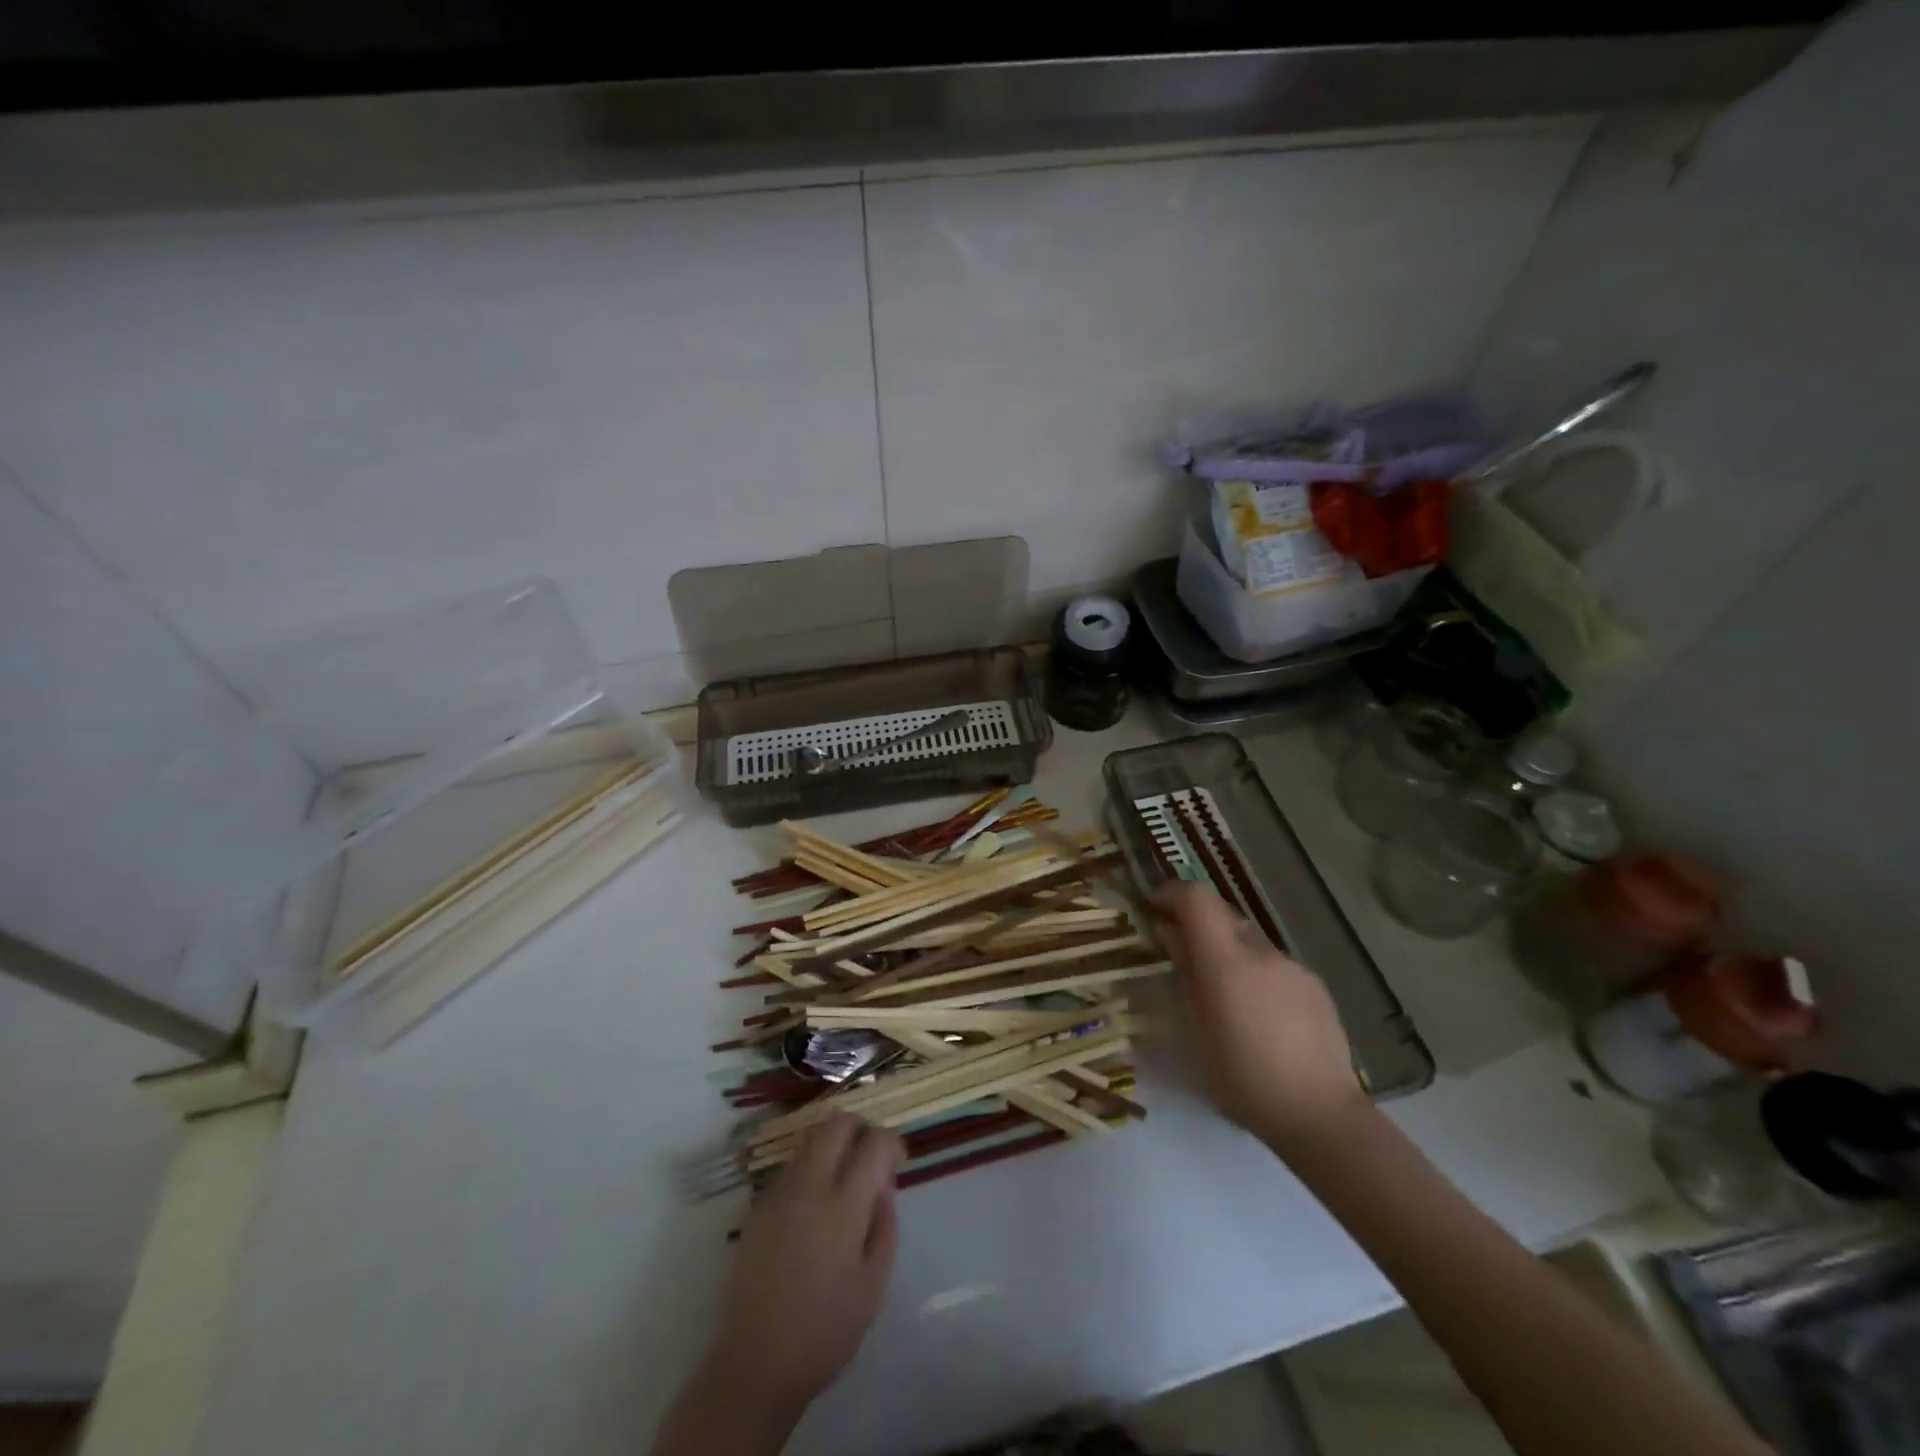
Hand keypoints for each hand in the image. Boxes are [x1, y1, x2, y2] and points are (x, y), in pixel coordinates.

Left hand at [706, 1114, 905, 1415]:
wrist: (755, 1363)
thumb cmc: (825, 1331)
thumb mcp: (873, 1285)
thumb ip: (885, 1226)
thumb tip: (883, 1188)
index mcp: (843, 1205)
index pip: (874, 1143)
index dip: (892, 1143)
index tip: (900, 1161)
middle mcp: (809, 1186)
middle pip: (837, 1123)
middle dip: (861, 1128)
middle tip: (872, 1155)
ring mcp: (779, 1192)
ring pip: (810, 1138)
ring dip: (834, 1142)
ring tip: (846, 1174)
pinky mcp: (758, 1206)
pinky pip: (791, 1165)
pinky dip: (812, 1165)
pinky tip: (816, 1201)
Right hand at [1149, 881, 1369, 1149]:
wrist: (1320, 1115)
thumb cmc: (1241, 1079)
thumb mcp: (1193, 1032)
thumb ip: (1182, 975)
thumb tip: (1172, 937)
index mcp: (1225, 961)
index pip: (1196, 897)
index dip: (1171, 894)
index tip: (1153, 910)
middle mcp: (1260, 952)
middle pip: (1222, 914)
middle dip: (1197, 925)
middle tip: (1181, 957)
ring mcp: (1293, 967)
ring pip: (1249, 941)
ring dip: (1228, 952)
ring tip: (1222, 997)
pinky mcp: (1315, 986)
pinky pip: (1274, 966)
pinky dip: (1256, 974)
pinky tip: (1259, 1018)